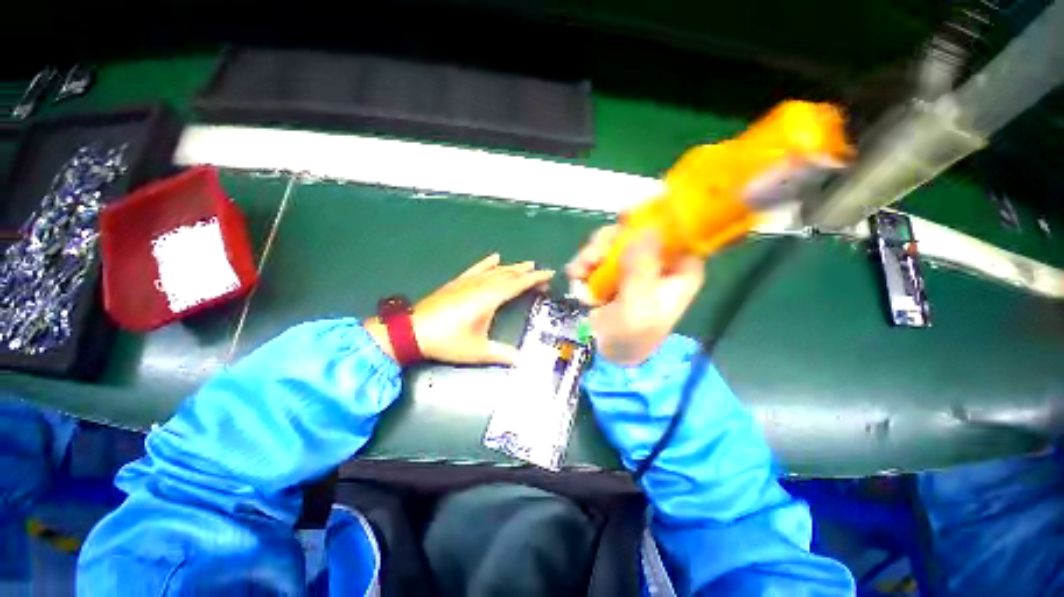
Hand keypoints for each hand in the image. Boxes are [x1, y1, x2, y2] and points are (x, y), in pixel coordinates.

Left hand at [366, 254, 553, 365]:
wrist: (411, 331)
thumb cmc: (447, 341)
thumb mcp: (477, 350)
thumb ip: (501, 354)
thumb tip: (522, 362)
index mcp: (489, 298)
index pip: (518, 284)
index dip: (535, 278)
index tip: (549, 274)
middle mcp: (481, 285)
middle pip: (509, 274)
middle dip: (527, 273)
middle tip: (541, 274)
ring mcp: (468, 282)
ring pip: (495, 270)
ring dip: (512, 267)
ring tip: (526, 264)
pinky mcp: (457, 283)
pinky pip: (476, 269)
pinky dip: (487, 263)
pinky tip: (494, 257)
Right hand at [567, 225, 703, 364]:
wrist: (606, 355)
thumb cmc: (631, 336)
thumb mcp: (638, 307)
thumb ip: (641, 270)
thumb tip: (646, 229)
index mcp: (679, 270)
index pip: (677, 231)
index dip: (656, 217)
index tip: (628, 215)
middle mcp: (657, 262)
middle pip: (638, 231)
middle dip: (611, 240)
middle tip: (592, 256)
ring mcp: (632, 265)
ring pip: (614, 241)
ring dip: (592, 253)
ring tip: (579, 271)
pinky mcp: (611, 271)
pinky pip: (598, 254)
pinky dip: (584, 262)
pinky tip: (575, 274)